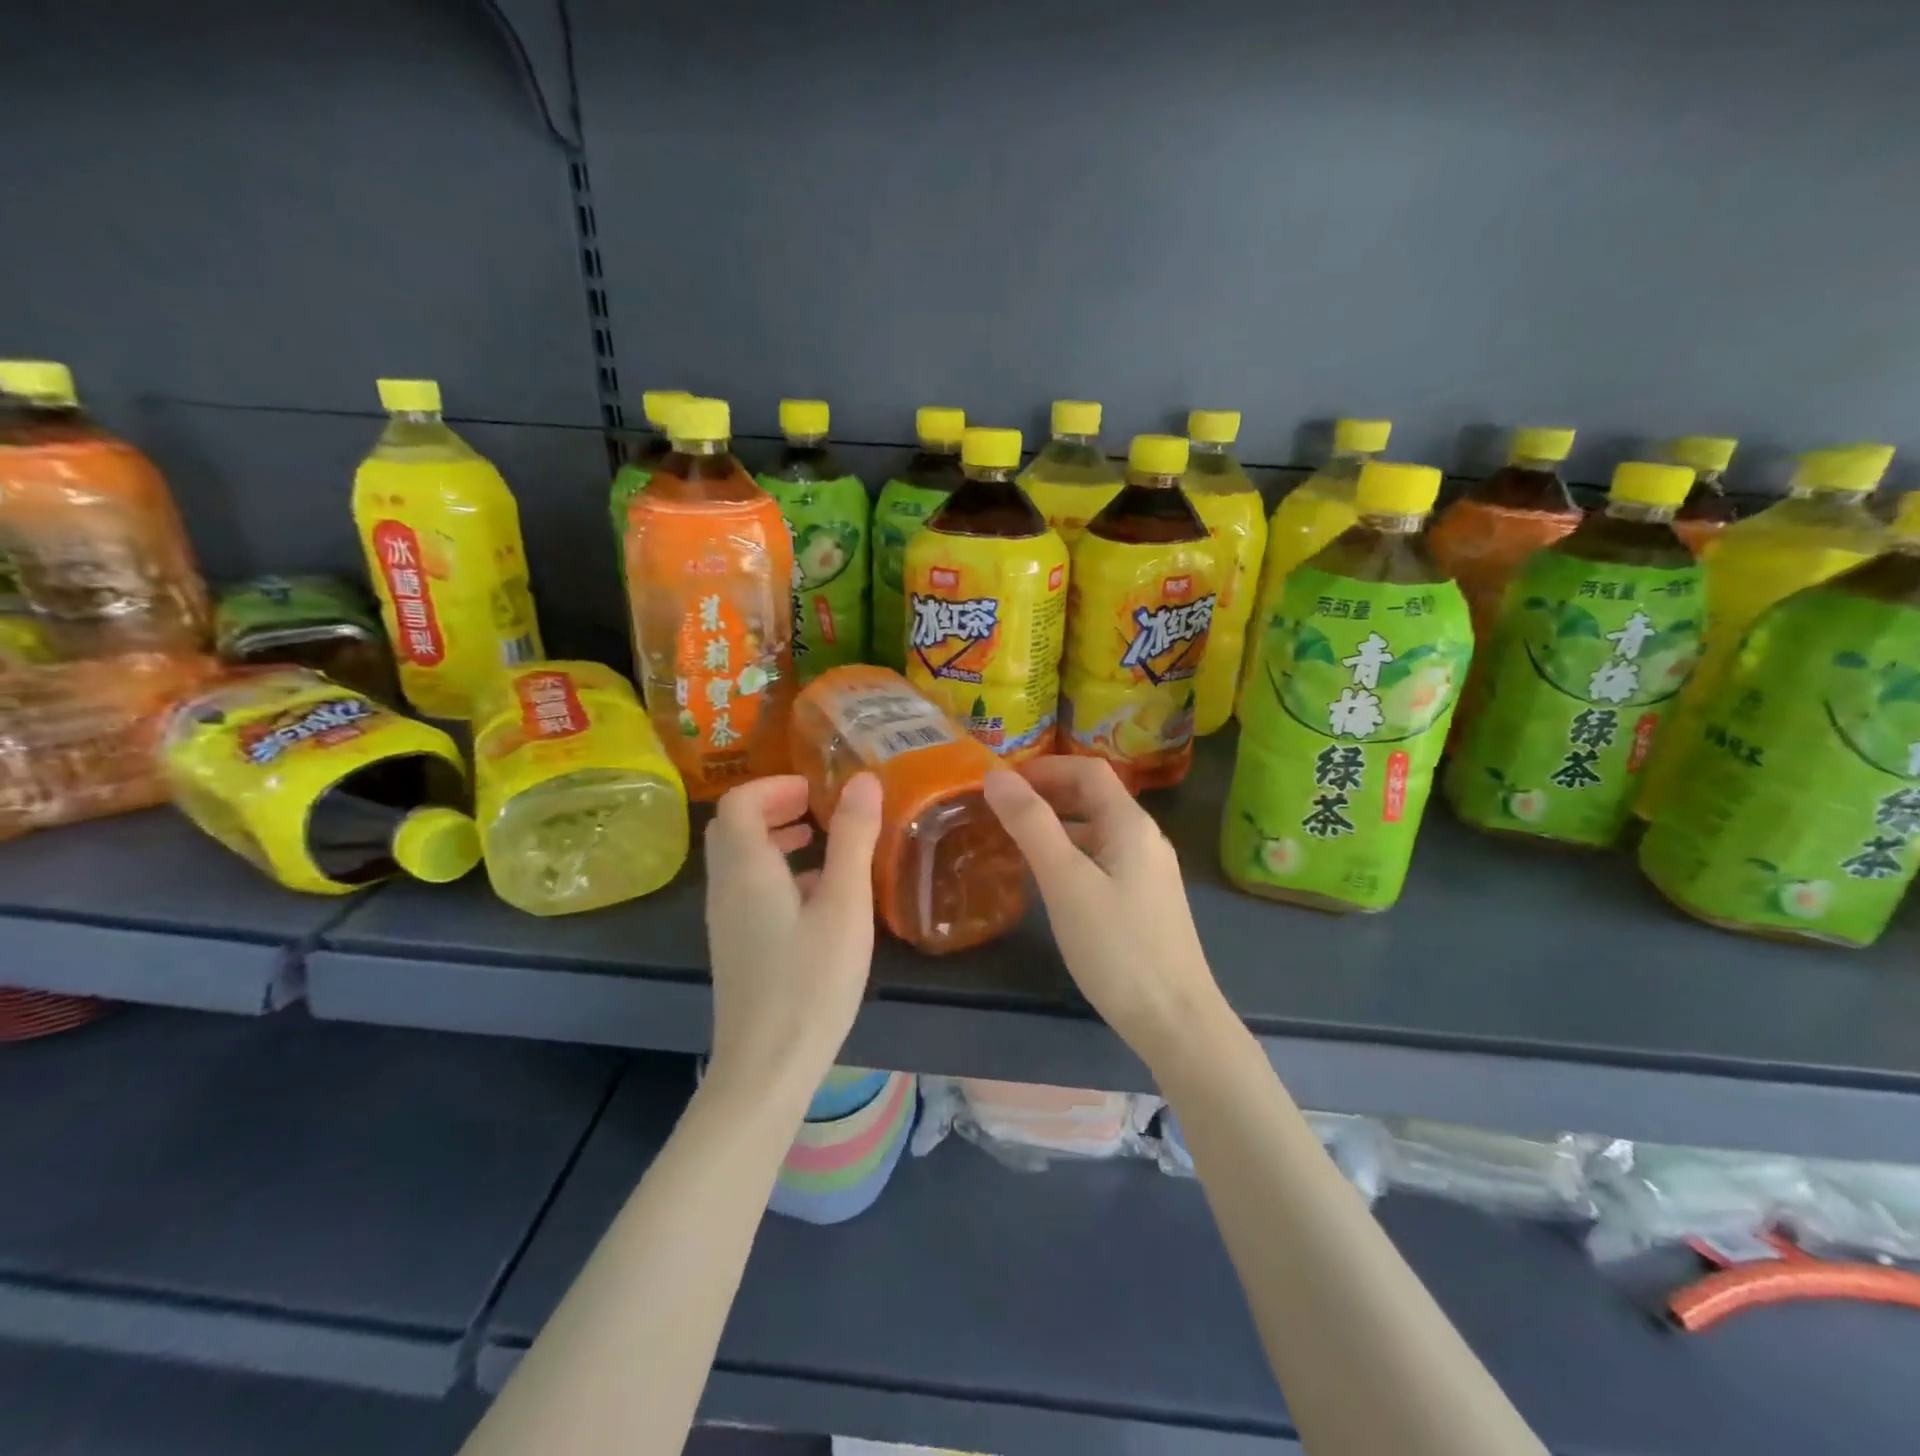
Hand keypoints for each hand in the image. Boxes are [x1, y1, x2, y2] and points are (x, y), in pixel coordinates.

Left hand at [703, 773, 882, 1105]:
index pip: (738, 803)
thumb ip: (853, 839)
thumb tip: (863, 779)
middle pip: (734, 827)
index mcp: (746, 869)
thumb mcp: (845, 905)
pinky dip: (775, 871)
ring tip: (819, 840)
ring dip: (774, 837)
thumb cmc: (810, 981)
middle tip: (818, 807)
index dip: (775, 786)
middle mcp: (726, 888)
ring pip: (740, 859)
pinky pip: (747, 888)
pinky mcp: (735, 945)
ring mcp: (726, 920)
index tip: (817, 790)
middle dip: (774, 806)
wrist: (767, 1067)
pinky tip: (817, 895)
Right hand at [983, 757, 1228, 1065]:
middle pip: (1094, 797)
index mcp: (1130, 824)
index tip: (1001, 783)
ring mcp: (1149, 872)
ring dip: (1057, 826)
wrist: (1176, 1021)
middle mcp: (1145, 839)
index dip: (1044, 767)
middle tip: (1000, 810)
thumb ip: (1030, 825)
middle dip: (1047, 794)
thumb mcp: (1065, 881)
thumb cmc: (1117, 946)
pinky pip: (1103, 860)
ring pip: (1097, 831)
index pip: (1088, 770)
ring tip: (1014, 842)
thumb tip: (996, 776)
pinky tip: (1049, 881)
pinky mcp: (1145, 902)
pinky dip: (1071, 855)